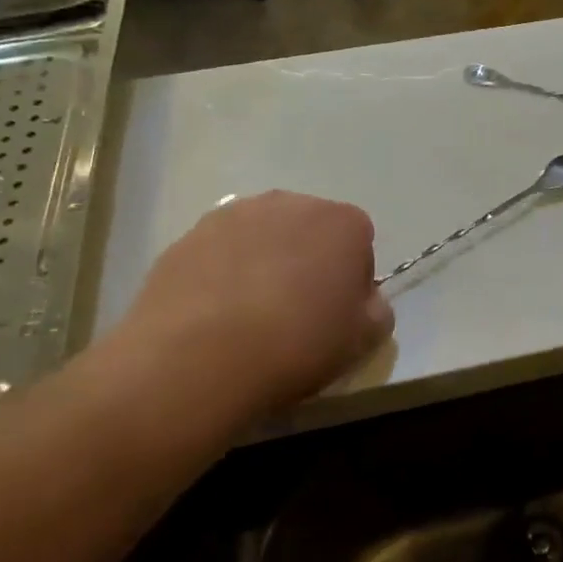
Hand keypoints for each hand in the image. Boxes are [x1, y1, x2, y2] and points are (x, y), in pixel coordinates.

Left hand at [114, 191, 392, 429]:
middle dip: (307, 262)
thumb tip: (362, 299)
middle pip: (309, 231)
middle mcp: (290, 203)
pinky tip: (215, 317)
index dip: (352, 279)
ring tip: (250, 316)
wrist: (198, 358)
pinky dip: (222, 275)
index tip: (337, 313)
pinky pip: (219, 254)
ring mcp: (232, 215)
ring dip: (263, 264)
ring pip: (261, 238)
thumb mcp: (365, 339)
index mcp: (342, 222)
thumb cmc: (298, 344)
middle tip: (296, 313)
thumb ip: (376, 309)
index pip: (360, 242)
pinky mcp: (186, 237)